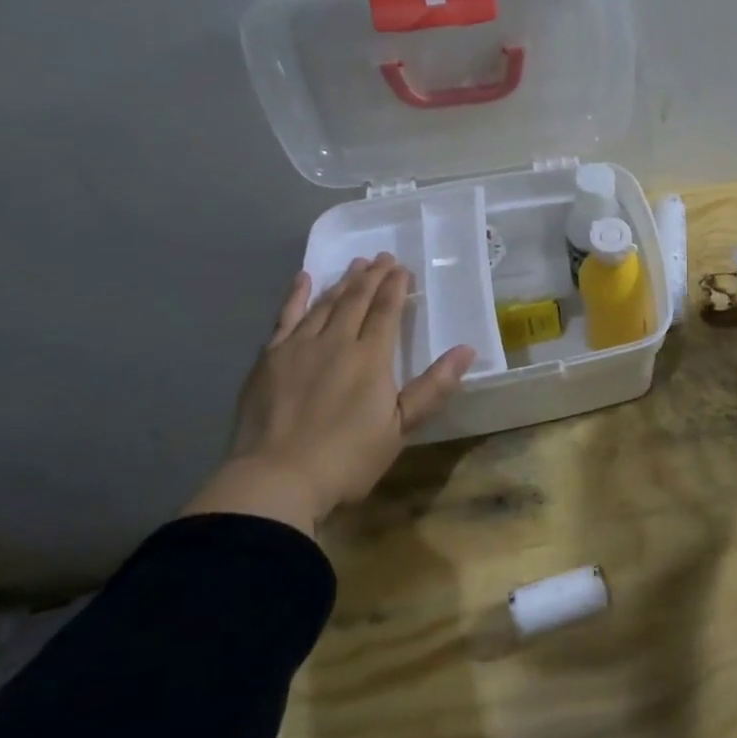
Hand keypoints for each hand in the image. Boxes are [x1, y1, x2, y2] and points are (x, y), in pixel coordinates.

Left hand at [184, 255, 475, 535]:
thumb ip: (432, 387)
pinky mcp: (270, 358)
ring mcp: (299, 346)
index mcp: (371, 357)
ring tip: (355, 265)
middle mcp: (336, 341)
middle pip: (357, 299)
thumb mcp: (400, 428)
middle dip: (372, 276)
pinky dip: (296, 296)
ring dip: (343, 282)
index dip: (395, 287)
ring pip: (325, 303)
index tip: (403, 269)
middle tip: (383, 258)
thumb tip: (467, 350)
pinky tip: (304, 279)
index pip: (386, 311)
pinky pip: (286, 317)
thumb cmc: (347, 459)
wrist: (276, 480)